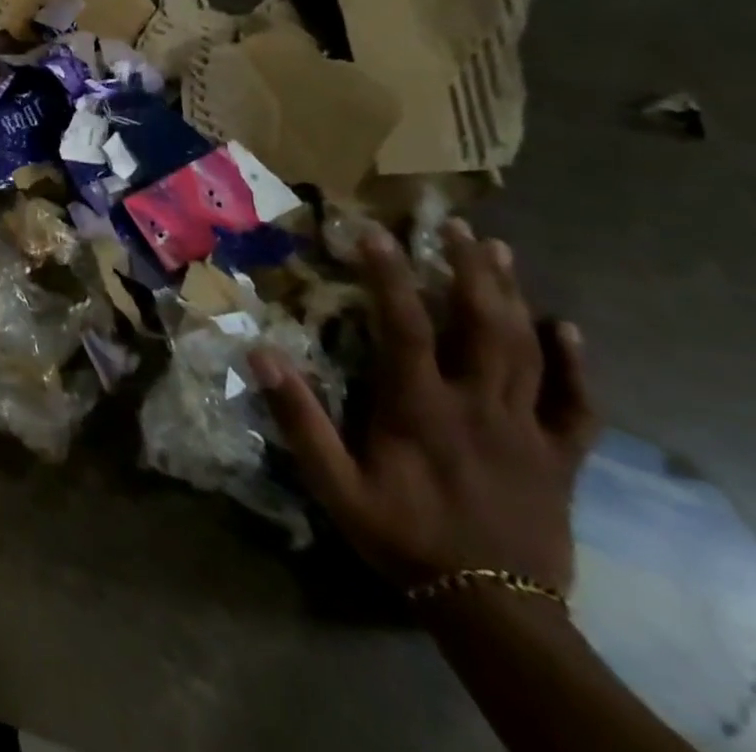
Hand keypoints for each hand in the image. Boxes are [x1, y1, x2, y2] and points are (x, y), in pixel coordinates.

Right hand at [251, 221, 597, 594]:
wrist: (493, 610)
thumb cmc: (402, 536)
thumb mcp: (334, 484)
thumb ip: (298, 418)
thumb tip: (259, 354)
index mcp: (421, 407)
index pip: (405, 325)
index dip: (388, 274)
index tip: (373, 232)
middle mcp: (478, 406)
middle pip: (481, 324)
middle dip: (468, 268)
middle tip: (455, 226)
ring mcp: (526, 429)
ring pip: (526, 349)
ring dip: (511, 294)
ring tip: (498, 250)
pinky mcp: (559, 456)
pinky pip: (577, 404)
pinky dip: (574, 363)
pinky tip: (566, 328)